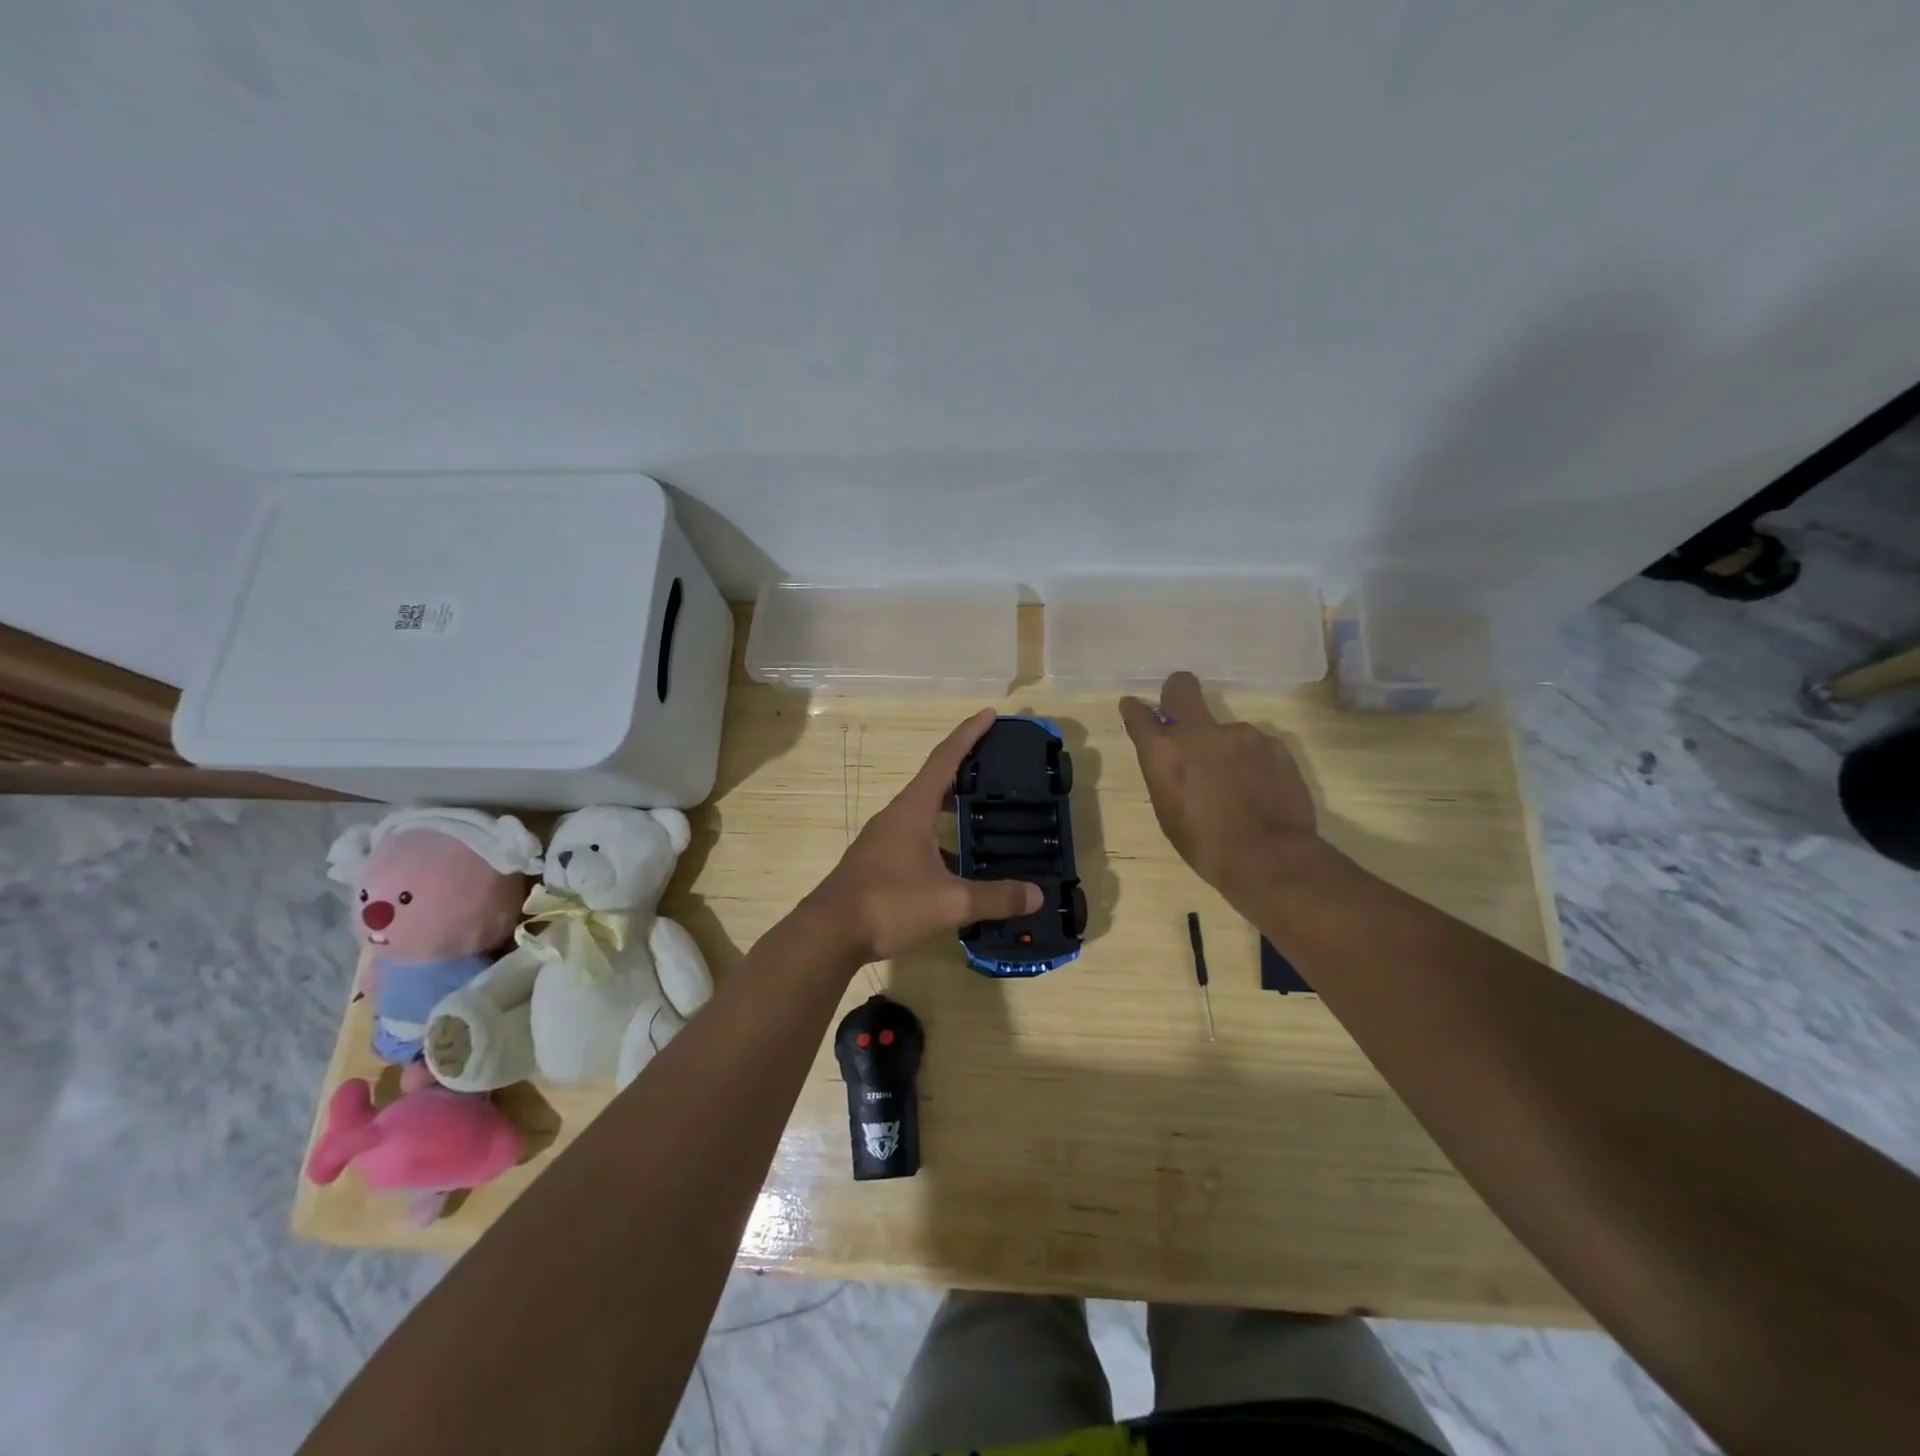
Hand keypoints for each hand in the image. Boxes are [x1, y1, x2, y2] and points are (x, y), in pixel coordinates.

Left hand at [808, 709, 1042, 964]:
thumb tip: (1036, 894)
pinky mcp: (877, 864)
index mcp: (912, 810)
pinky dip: (939, 842)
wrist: (828, 934)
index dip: (969, 735)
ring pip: (924, 814)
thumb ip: (995, 897)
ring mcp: (882, 841)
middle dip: (965, 772)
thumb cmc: (888, 904)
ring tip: (983, 816)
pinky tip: (957, 867)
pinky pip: (916, 840)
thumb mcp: (949, 902)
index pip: (945, 760)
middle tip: (995, 769)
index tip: (990, 714)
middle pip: (934, 783)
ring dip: (952, 811)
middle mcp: (895, 817)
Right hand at [1119, 672, 1321, 904]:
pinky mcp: (1274, 743)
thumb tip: (1172, 762)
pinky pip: (1256, 747)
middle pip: (1181, 687)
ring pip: (1226, 729)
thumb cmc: (1205, 845)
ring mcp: (1240, 733)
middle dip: (1177, 691)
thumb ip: (1166, 776)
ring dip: (1226, 748)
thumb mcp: (1169, 813)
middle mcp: (1199, 732)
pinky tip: (1262, 789)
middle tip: (1182, 710)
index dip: (1135, 710)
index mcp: (1164, 753)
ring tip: (1238, 784)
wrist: (1268, 856)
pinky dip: (1254, 762)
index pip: (1138, 714)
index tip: (1135, 708)